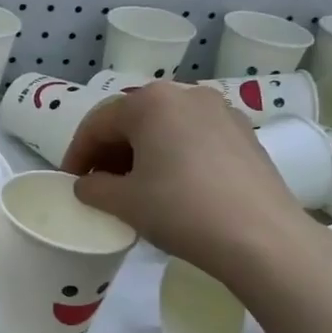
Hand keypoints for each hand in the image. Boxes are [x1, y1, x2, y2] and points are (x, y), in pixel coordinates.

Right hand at [61, 82, 321, 283]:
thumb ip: (93, 188)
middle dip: (109, 152)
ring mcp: (220, 112)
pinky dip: (172, 156)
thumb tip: (88, 185)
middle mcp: (186, 94)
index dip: (77, 154)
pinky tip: (171, 187)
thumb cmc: (181, 210)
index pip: (98, 123)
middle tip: (98, 186)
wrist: (262, 238)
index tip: (69, 183)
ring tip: (133, 188)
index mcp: (150, 102)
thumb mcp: (123, 202)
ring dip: (140, 154)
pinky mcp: (244, 134)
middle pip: (132, 120)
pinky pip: (193, 138)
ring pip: (164, 128)